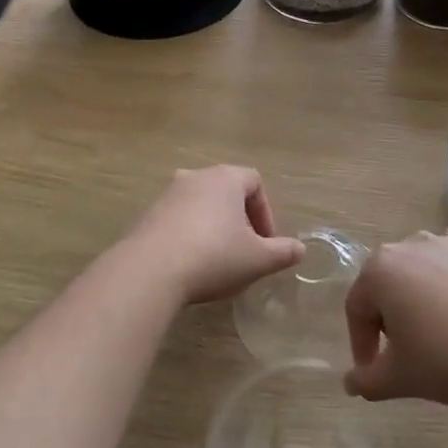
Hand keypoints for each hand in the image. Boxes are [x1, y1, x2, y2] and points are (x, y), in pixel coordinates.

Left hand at [122, 167, 304, 306]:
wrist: (150, 270)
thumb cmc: (214, 256)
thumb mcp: (257, 259)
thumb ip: (282, 252)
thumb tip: (300, 249)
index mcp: (225, 178)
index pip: (255, 182)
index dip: (266, 212)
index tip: (267, 242)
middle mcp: (195, 177)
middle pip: (226, 191)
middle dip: (239, 219)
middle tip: (245, 249)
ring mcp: (167, 194)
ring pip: (200, 205)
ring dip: (213, 226)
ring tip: (218, 259)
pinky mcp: (147, 215)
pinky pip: (177, 220)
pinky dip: (189, 235)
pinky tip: (190, 264)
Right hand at [344, 228, 447, 410]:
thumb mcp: (401, 378)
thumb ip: (367, 381)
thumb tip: (350, 383)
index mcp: (380, 270)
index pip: (357, 309)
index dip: (362, 345)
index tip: (375, 373)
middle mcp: (409, 245)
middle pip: (386, 285)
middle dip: (389, 319)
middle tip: (406, 354)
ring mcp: (447, 241)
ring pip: (419, 272)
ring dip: (419, 299)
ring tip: (438, 333)